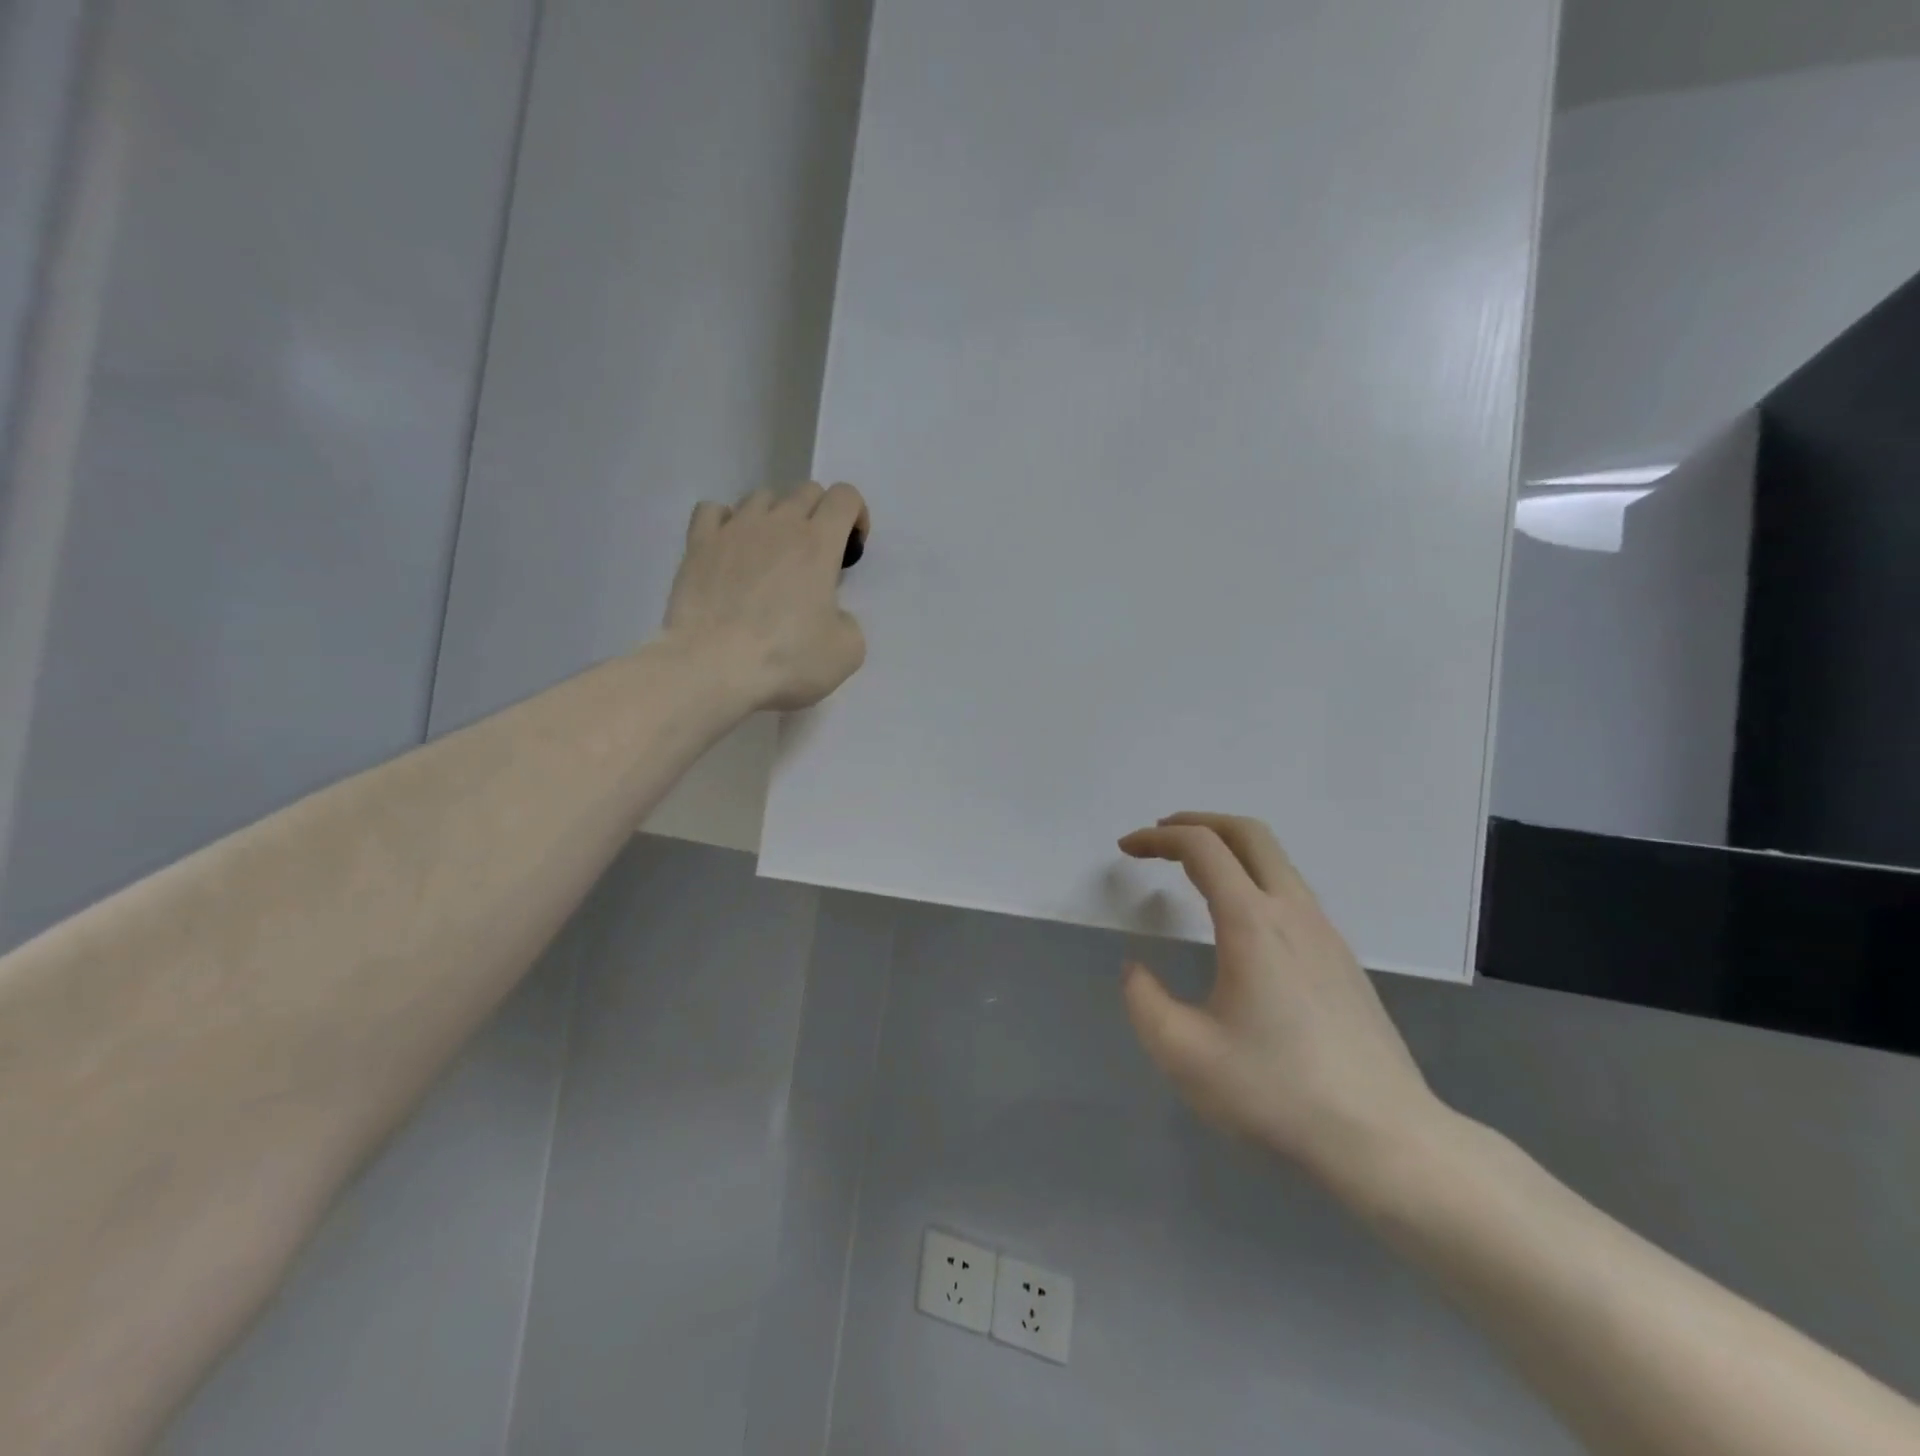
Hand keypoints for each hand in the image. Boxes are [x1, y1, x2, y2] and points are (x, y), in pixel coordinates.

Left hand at [664, 482, 870, 711]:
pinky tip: (731, 549)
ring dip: (776, 518)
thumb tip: (831, 614)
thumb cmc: (785, 660)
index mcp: (818, 543)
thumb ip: (848, 622)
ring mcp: (734, 529)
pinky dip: (728, 522)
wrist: (711, 668)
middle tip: (815, 558)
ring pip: (761, 497)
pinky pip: (714, 510)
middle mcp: (778, 523)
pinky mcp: (698, 544)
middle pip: (806, 491)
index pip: (845, 496)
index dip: (856, 515)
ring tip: (772, 555)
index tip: (851, 549)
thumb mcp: (847, 652)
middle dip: (819, 516)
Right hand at [1119, 813, 1446, 1187]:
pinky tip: (1238, 920)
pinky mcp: (1342, 959)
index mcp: (1252, 923)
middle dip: (1198, 821)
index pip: (1202, 848)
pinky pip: (1291, 891)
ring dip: (1228, 848)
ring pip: (1276, 860)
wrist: (1385, 1139)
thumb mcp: (1184, 1054)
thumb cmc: (1277, 1092)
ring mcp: (1326, 933)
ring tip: (1191, 870)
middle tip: (1160, 836)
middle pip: (1248, 833)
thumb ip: (1144, 1002)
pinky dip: (1252, 877)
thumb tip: (1137, 971)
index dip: (1157, 838)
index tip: (1126, 849)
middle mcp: (1293, 913)